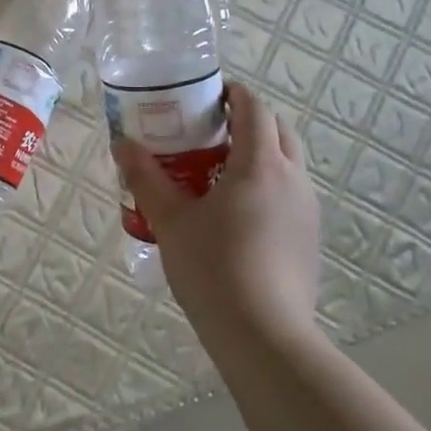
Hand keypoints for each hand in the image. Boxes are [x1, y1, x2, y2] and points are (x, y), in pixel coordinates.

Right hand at [113, 81, 321, 342]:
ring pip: (287, 163)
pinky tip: (235, 214)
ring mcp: (307, 210)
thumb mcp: (170, 221)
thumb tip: (122, 144)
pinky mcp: (309, 238)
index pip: (255, 109)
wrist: (264, 336)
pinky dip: (266, 184)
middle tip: (208, 132)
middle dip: (247, 121)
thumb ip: (145, 178)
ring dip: (258, 154)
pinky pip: (289, 193)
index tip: (207, 95)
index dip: (233, 94)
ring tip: (217, 172)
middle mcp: (293, 179)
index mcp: (261, 165)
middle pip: (277, 130)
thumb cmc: (214, 269)